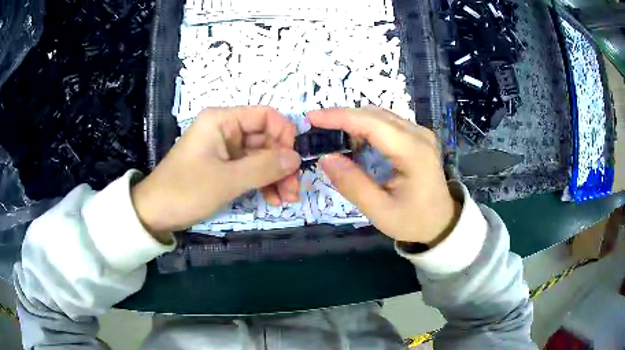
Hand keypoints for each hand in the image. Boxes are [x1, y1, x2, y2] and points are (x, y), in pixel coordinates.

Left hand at [131, 107, 300, 241]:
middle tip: (293, 191)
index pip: (266, 116)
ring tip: (285, 199)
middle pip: (266, 138)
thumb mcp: (227, 180)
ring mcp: (225, 149)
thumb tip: (297, 158)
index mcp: (222, 120)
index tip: (293, 163)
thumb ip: (264, 167)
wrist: (155, 213)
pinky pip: (250, 169)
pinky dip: (263, 182)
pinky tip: (272, 199)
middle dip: (282, 164)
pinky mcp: (223, 166)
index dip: (285, 136)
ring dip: (276, 176)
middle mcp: (225, 129)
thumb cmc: (185, 191)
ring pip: (261, 156)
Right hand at [307, 107, 460, 245]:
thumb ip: (353, 185)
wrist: (441, 222)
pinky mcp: (417, 136)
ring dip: (354, 121)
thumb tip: (326, 158)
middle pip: (375, 114)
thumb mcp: (380, 211)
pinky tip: (354, 140)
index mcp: (413, 152)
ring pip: (380, 115)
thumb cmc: (413, 221)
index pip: (372, 124)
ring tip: (331, 134)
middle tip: (316, 127)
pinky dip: (366, 127)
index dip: (339, 117)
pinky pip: (386, 123)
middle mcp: (419, 135)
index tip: (311, 117)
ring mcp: (420, 133)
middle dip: (343, 117)